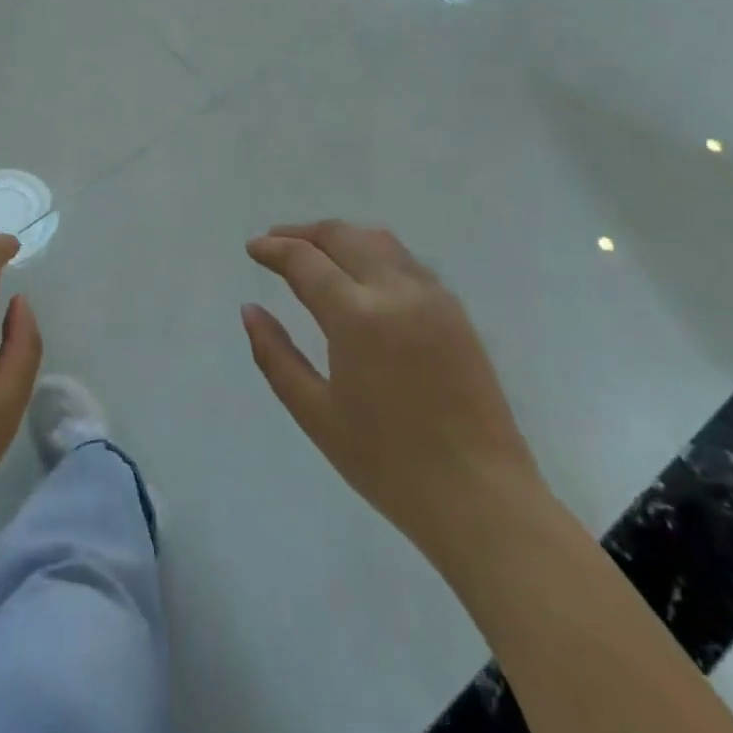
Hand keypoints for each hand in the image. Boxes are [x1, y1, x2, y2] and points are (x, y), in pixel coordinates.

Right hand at [243, 220, 540, 552]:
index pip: (305, 260)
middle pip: (342, 236)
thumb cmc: (388, 463)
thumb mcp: (315, 414)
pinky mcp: (455, 312)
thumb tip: (250, 310)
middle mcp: (396, 291)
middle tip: (275, 243)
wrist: (482, 499)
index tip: (252, 248)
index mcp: (357, 316)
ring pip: (378, 240)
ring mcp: (432, 297)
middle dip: (303, 233)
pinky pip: (406, 261)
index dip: (273, 249)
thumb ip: (275, 355)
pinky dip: (373, 252)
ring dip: (340, 237)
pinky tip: (361, 275)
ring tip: (315, 252)